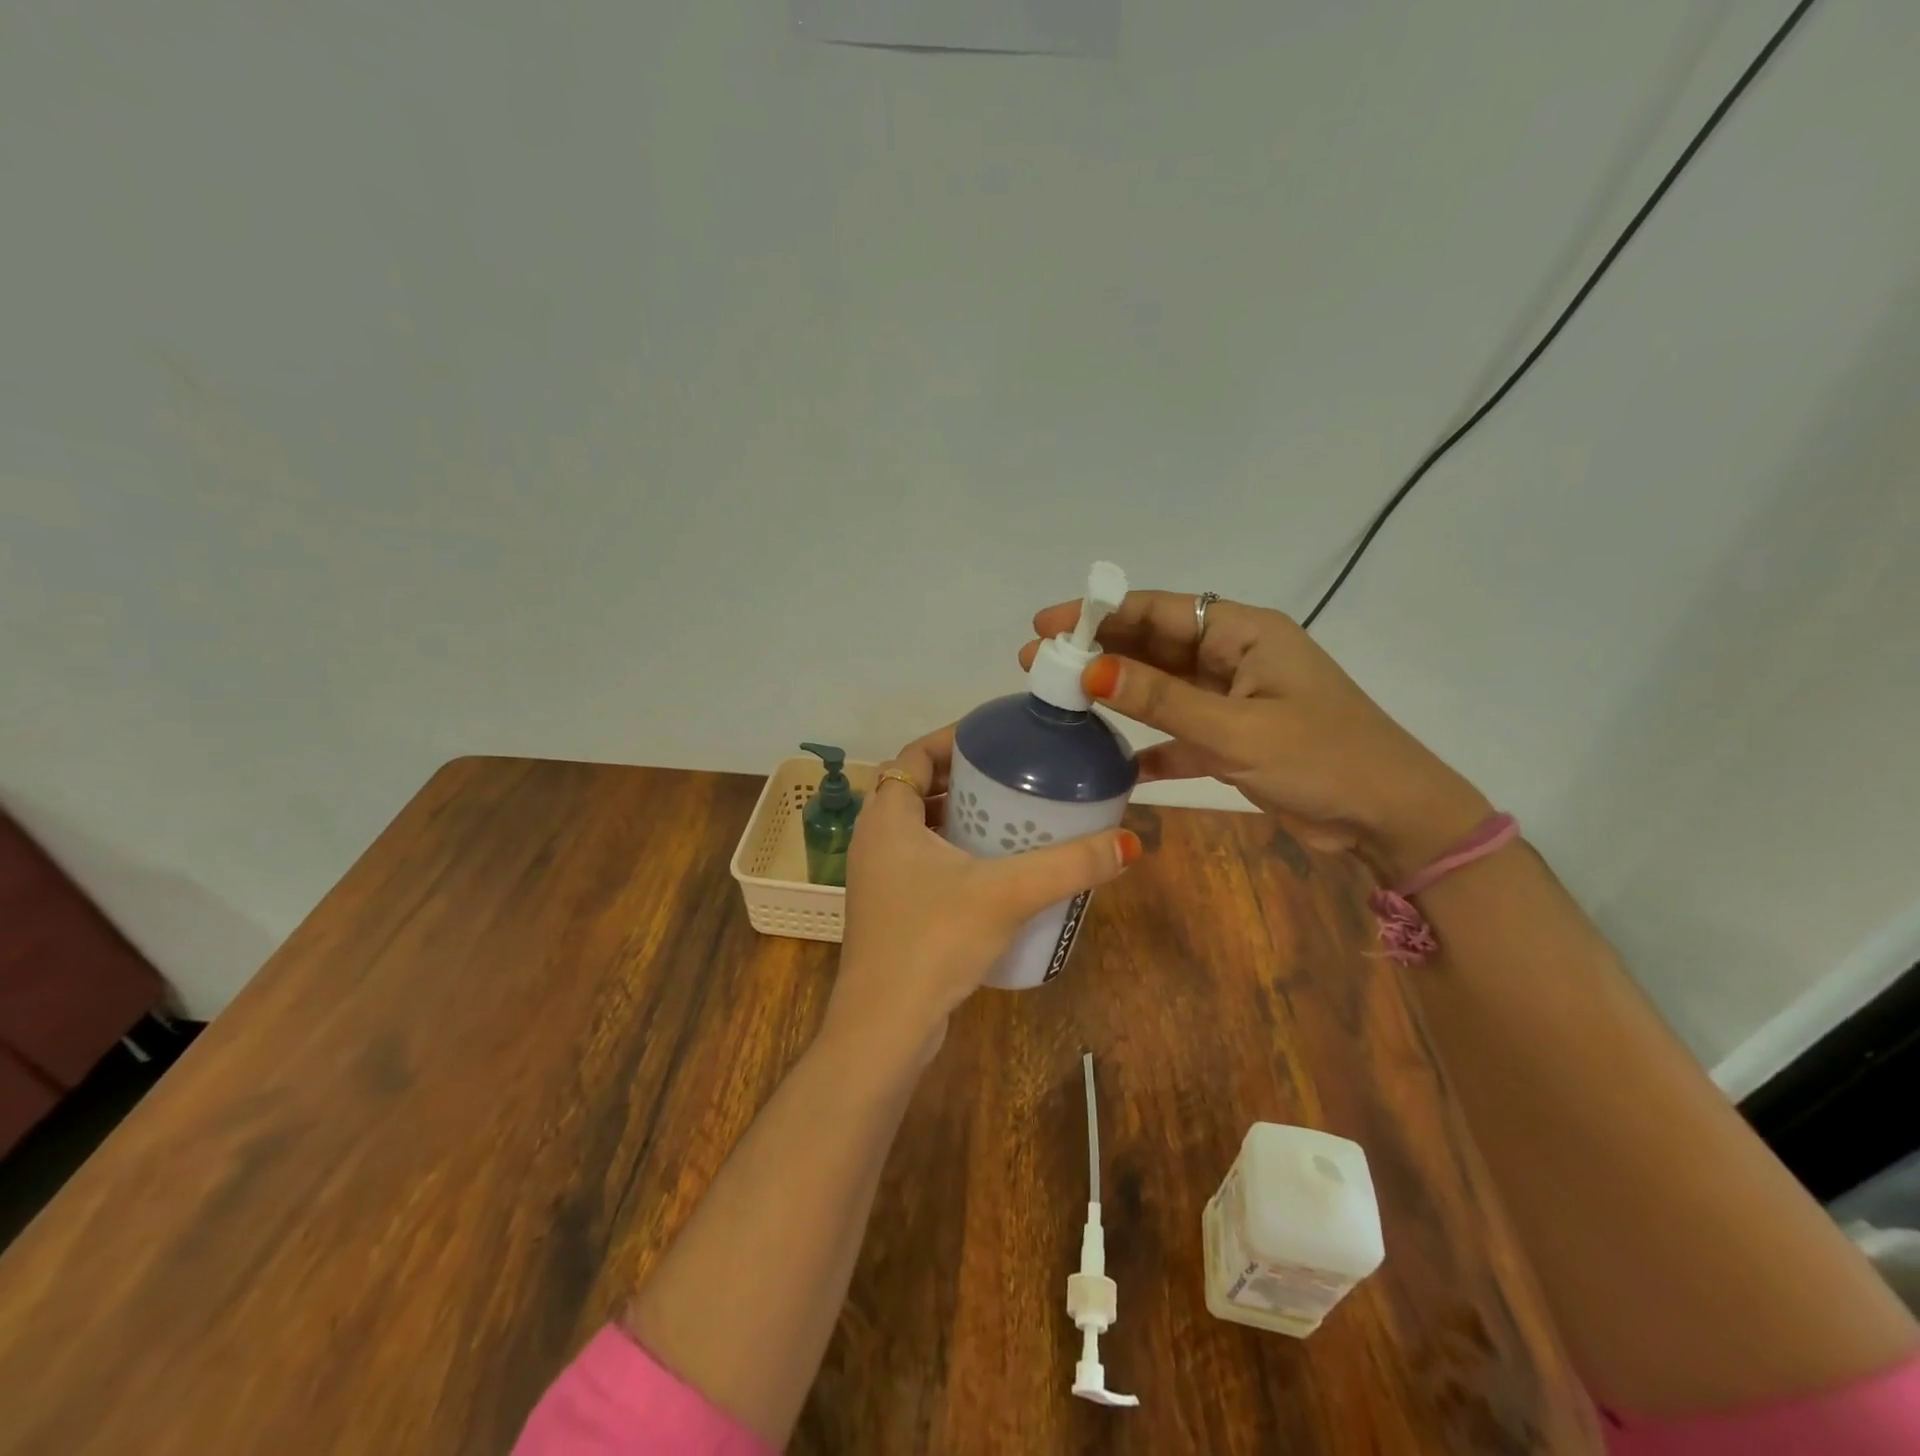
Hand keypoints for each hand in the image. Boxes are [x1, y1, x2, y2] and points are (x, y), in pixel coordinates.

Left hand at [825, 725, 1141, 1069]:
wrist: (885, 1028)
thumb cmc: (934, 941)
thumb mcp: (1006, 893)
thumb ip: (1069, 865)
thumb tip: (1130, 843)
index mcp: (886, 819)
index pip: (914, 755)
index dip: (951, 738)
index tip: (995, 737)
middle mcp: (875, 841)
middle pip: (918, 789)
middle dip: (964, 778)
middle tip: (1013, 775)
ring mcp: (879, 879)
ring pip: (920, 829)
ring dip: (959, 817)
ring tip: (1010, 816)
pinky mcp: (891, 912)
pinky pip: (923, 863)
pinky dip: (954, 853)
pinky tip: (994, 871)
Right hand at [1020, 592, 1489, 883]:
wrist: (1390, 818)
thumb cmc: (1322, 760)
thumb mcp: (1236, 729)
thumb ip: (1162, 700)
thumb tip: (1091, 671)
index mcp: (1244, 633)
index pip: (1159, 610)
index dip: (1100, 612)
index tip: (1048, 624)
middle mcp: (1234, 656)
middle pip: (1154, 645)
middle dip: (1099, 652)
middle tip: (1039, 662)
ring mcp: (1233, 698)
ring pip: (1162, 687)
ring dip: (1117, 693)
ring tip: (1060, 697)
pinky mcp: (1233, 738)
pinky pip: (1179, 731)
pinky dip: (1151, 744)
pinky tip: (1118, 762)